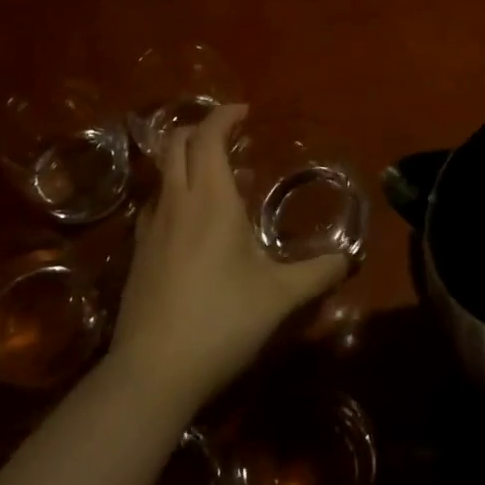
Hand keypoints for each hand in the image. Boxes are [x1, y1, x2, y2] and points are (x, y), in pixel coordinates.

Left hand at [108, 104, 348, 411]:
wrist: (152, 372)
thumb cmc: (220, 321)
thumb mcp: (278, 297)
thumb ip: (316, 273)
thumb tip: (347, 259)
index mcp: (210, 200)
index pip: (208, 136)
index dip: (224, 115)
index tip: (245, 112)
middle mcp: (176, 202)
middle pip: (176, 142)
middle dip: (200, 128)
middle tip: (228, 136)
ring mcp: (150, 227)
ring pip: (162, 172)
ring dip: (184, 159)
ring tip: (215, 178)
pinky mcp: (137, 253)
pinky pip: (155, 203)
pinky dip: (174, 192)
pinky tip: (192, 223)